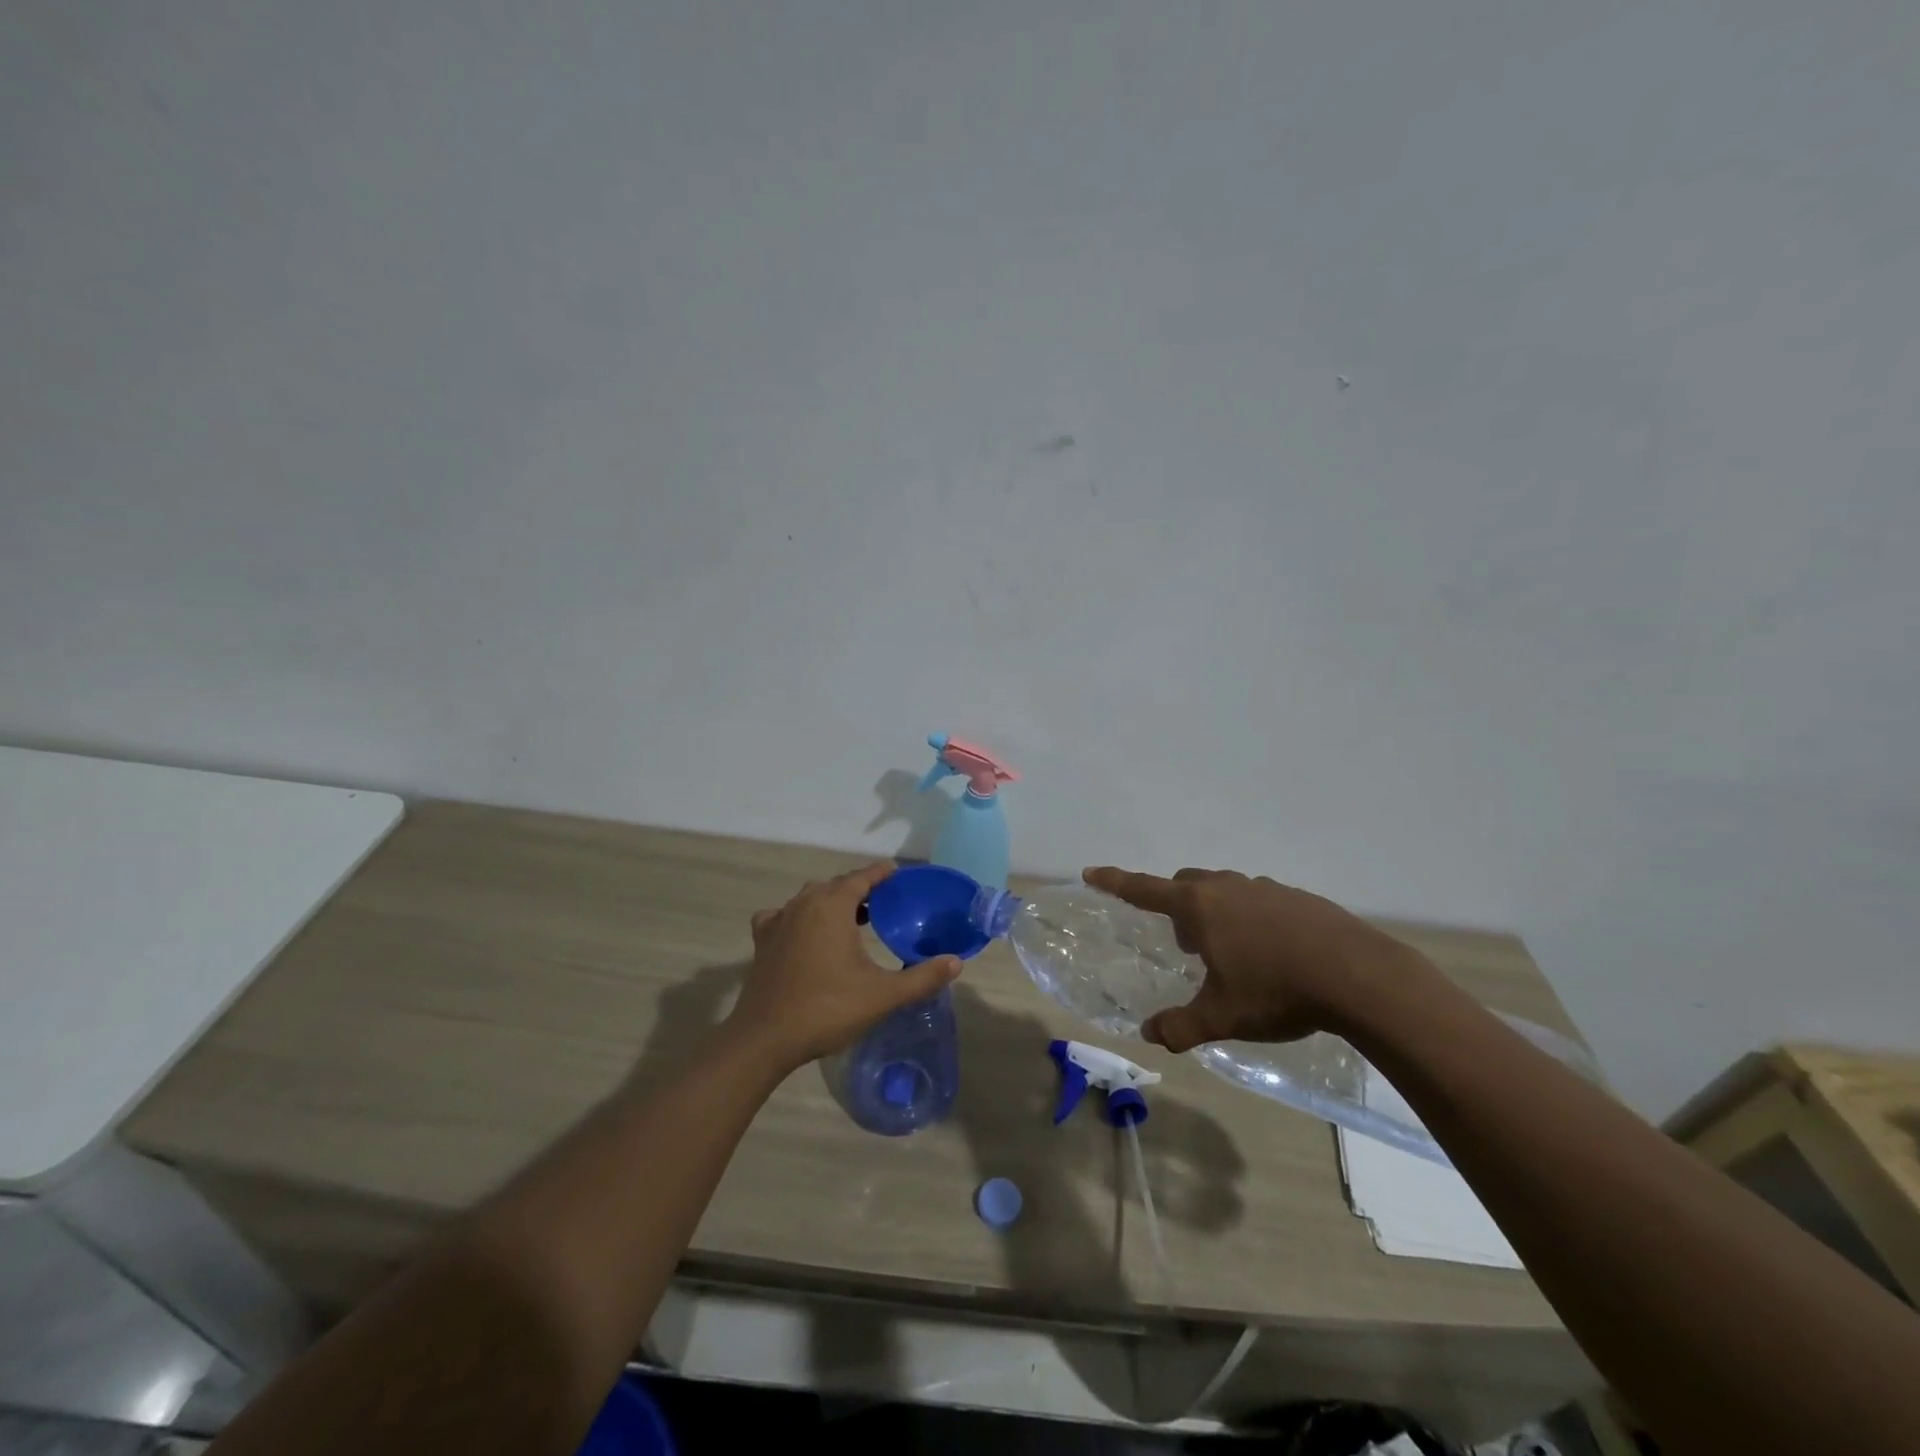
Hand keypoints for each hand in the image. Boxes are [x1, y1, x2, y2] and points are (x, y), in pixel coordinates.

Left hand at [729, 863, 962, 1070]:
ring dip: (831, 902)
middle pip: (837, 885)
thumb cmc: (827, 1008)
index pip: (862, 877)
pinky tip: (803, 934)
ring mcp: (779, 921)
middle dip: (860, 889)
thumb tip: (956, 962)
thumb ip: (922, 977)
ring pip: (810, 899)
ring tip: (852, 919)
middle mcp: (804, 903)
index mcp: (833, 905)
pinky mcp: (762, 941)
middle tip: (883, 904)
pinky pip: (783, 916)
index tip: (898, 875)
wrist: (765, 1038)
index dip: (881, 874)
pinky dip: (797, 918)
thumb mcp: (883, 994)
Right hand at [1082, 866, 1425, 1052]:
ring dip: (1216, 915)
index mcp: (1200, 907)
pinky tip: (1274, 955)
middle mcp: (1228, 888)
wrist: (1358, 976)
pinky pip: (1260, 901)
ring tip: (1231, 954)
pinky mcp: (1299, 898)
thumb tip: (1150, 1035)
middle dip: (1177, 908)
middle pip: (1187, 886)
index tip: (1091, 872)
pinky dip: (1252, 920)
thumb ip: (1180, 1026)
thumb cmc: (1276, 990)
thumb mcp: (1222, 1016)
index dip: (1115, 881)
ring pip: (1226, 892)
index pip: (1144, 889)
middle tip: (1187, 945)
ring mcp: (1266, 889)